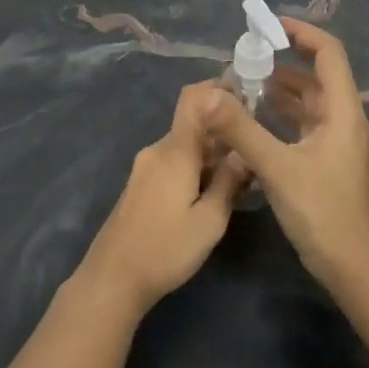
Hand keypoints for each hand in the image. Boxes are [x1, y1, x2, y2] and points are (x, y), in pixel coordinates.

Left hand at [77, 81, 249, 315]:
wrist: (112, 279)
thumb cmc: (165, 250)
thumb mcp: (209, 221)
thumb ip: (229, 182)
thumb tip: (246, 152)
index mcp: (175, 151)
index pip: (194, 99)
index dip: (218, 88)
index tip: (247, 91)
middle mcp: (158, 150)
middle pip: (194, 123)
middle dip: (224, 129)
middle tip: (256, 144)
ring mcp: (146, 167)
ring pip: (185, 145)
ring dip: (212, 151)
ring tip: (242, 172)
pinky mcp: (141, 184)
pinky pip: (174, 161)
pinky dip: (196, 165)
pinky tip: (213, 188)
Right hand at [205, 18, 368, 289]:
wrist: (350, 265)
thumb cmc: (320, 212)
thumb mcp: (276, 168)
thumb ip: (241, 129)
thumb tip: (208, 94)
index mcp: (342, 112)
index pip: (329, 54)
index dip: (302, 33)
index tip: (269, 26)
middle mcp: (343, 119)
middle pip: (317, 75)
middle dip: (284, 61)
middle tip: (246, 56)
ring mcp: (336, 141)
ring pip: (309, 101)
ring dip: (281, 88)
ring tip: (244, 81)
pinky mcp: (326, 159)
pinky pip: (303, 123)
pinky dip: (281, 113)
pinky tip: (254, 116)